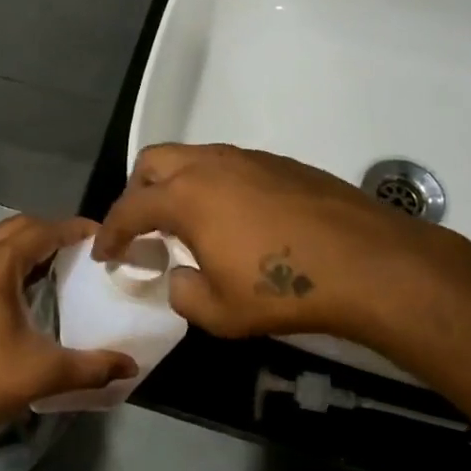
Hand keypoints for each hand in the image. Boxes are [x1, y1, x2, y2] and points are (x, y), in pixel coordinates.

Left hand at [0, 215, 136, 442]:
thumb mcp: (43, 372)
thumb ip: (92, 367)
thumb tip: (130, 367)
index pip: (44, 229)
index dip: (75, 229)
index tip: (103, 237)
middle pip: (20, 227)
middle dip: (53, 232)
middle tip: (84, 251)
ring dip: (29, 245)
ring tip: (60, 266)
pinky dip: (9, 260)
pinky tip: (25, 289)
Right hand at [94, 143, 457, 344]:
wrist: (367, 263)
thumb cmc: (284, 290)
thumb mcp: (220, 312)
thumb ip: (184, 293)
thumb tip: (181, 274)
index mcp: (186, 197)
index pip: (130, 208)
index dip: (110, 232)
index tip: (104, 252)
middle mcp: (211, 165)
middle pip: (154, 162)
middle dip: (137, 191)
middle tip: (142, 226)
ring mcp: (248, 158)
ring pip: (194, 157)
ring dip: (177, 184)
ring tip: (187, 221)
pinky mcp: (280, 163)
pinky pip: (229, 165)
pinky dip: (214, 185)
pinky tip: (234, 218)